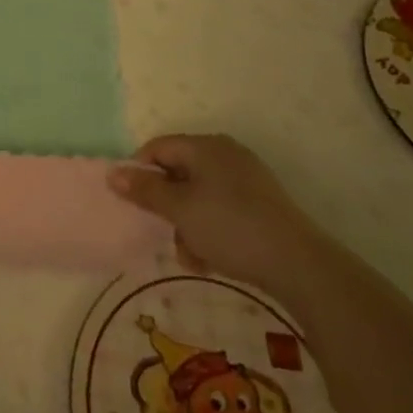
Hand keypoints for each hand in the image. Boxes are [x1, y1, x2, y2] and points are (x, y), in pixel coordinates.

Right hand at [108, 134, 326, 296]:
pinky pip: (222, 209)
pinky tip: (212, 259)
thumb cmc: (230, 228)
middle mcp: (225, 154)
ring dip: (187, 225)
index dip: (140, 172)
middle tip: (164, 234)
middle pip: (178, 173)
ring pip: (199, 196)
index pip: (158, 148)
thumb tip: (112, 173)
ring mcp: (247, 179)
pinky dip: (211, 230)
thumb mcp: (179, 209)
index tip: (133, 203)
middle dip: (167, 207)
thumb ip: (145, 189)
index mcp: (205, 146)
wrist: (300, 266)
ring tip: (192, 257)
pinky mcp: (262, 205)